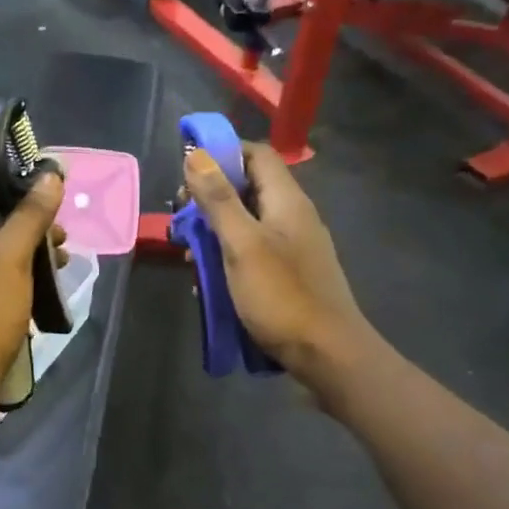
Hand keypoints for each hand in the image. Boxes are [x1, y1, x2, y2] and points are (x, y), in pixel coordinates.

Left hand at [0, 173, 65, 402]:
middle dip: (31, 229)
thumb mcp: (10, 258)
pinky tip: (42, 292)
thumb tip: (51, 174)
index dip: (18, 191)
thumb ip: (30, 215)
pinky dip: (17, 282)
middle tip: (63, 241)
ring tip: (62, 267)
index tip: (54, 203)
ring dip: (29, 257)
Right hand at [182, 142, 374, 392]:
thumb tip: (197, 156)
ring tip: (189, 257)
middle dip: (210, 200)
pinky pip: (253, 253)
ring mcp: (294, 247)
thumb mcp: (242, 245)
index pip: (256, 154)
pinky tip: (210, 282)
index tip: (188, 173)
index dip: (222, 154)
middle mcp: (293, 216)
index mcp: (287, 200)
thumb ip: (220, 200)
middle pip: (248, 189)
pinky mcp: (290, 274)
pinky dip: (229, 259)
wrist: (327, 354)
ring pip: (247, 224)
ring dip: (215, 234)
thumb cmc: (282, 296)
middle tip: (182, 222)